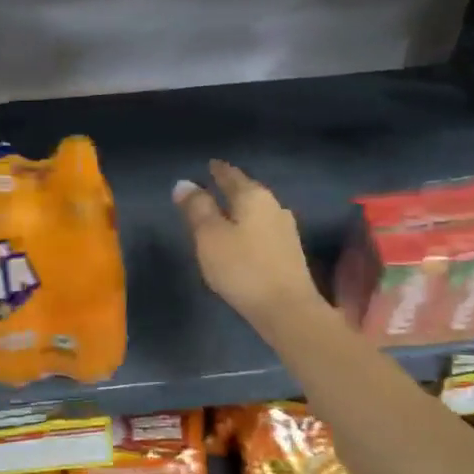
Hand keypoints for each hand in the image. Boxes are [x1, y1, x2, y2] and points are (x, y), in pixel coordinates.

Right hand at [173, 160, 323, 327]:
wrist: (287, 309)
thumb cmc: (242, 268)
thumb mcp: (209, 236)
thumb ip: (197, 208)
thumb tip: (184, 183)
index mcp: (253, 196)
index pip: (231, 175)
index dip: (218, 170)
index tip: (209, 164)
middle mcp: (274, 206)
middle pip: (247, 191)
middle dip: (231, 188)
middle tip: (213, 186)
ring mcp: (285, 229)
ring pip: (257, 211)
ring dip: (241, 209)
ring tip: (224, 212)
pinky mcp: (289, 252)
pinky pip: (263, 229)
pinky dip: (249, 228)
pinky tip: (242, 237)